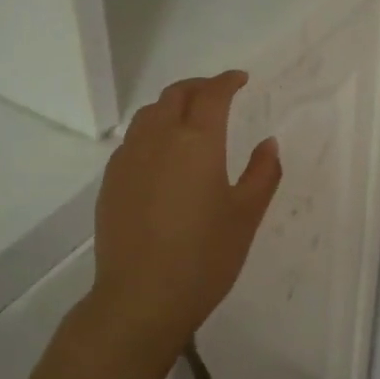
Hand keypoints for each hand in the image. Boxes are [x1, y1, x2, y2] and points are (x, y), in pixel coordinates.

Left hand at [86, 71, 281, 375]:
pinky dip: (152, 131)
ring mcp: (129, 159)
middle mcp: (159, 139)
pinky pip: (133, 140)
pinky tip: (162, 155)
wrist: (141, 299)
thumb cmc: (205, 256)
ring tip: (189, 118)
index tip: (241, 80)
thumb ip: (262, 173)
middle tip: (218, 93)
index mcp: (197, 141)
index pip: (212, 95)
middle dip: (199, 87)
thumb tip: (268, 143)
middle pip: (176, 95)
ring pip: (149, 114)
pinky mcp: (111, 182)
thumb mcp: (246, 215)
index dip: (227, 81)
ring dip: (172, 105)